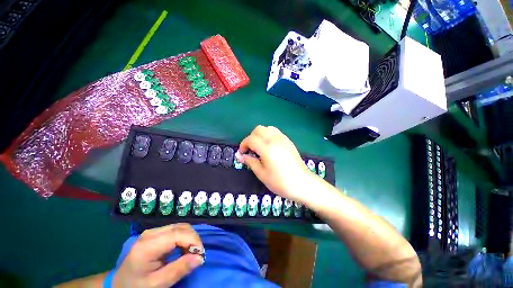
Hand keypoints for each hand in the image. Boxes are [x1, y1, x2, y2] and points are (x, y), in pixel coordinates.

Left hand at [113, 223, 203, 287]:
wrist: (118, 285)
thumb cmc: (136, 287)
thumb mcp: (157, 284)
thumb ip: (178, 270)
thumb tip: (200, 258)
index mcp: (147, 246)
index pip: (177, 234)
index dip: (193, 240)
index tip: (201, 254)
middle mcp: (150, 234)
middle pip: (180, 227)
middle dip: (193, 239)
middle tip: (197, 255)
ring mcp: (152, 232)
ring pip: (180, 226)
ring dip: (190, 238)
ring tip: (191, 253)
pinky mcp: (155, 234)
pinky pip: (176, 230)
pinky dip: (184, 237)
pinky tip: (183, 249)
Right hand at [237, 125, 316, 202]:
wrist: (302, 183)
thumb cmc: (280, 182)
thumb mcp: (262, 174)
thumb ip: (250, 162)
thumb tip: (240, 156)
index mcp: (267, 148)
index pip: (251, 139)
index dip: (243, 144)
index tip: (242, 153)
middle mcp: (275, 139)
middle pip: (258, 129)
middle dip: (251, 137)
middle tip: (250, 149)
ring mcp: (283, 139)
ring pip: (268, 128)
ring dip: (260, 135)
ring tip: (260, 147)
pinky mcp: (288, 141)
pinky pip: (276, 132)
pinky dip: (269, 135)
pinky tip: (270, 146)